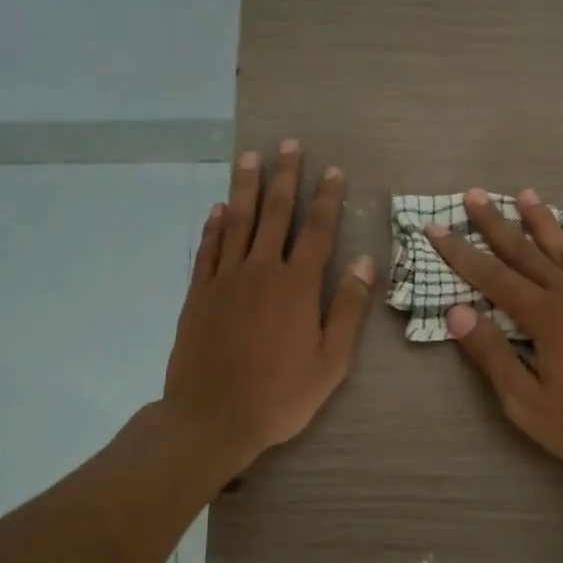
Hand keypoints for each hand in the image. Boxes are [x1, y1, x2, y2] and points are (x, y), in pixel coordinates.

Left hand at [164, 140, 375, 473]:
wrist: (213, 417)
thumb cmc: (280, 394)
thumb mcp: (331, 361)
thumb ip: (347, 308)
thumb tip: (364, 262)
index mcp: (297, 286)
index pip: (317, 230)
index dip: (327, 198)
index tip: (333, 171)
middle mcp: (261, 270)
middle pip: (274, 214)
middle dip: (284, 177)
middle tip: (288, 145)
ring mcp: (225, 279)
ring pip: (237, 222)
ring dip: (245, 187)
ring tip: (250, 157)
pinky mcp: (199, 293)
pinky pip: (207, 249)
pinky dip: (214, 226)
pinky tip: (219, 209)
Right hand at [426, 187, 562, 480]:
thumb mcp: (526, 402)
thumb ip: (492, 354)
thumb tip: (457, 311)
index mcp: (545, 318)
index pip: (493, 278)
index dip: (462, 253)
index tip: (436, 228)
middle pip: (528, 254)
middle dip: (497, 225)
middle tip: (475, 195)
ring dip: (545, 223)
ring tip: (526, 194)